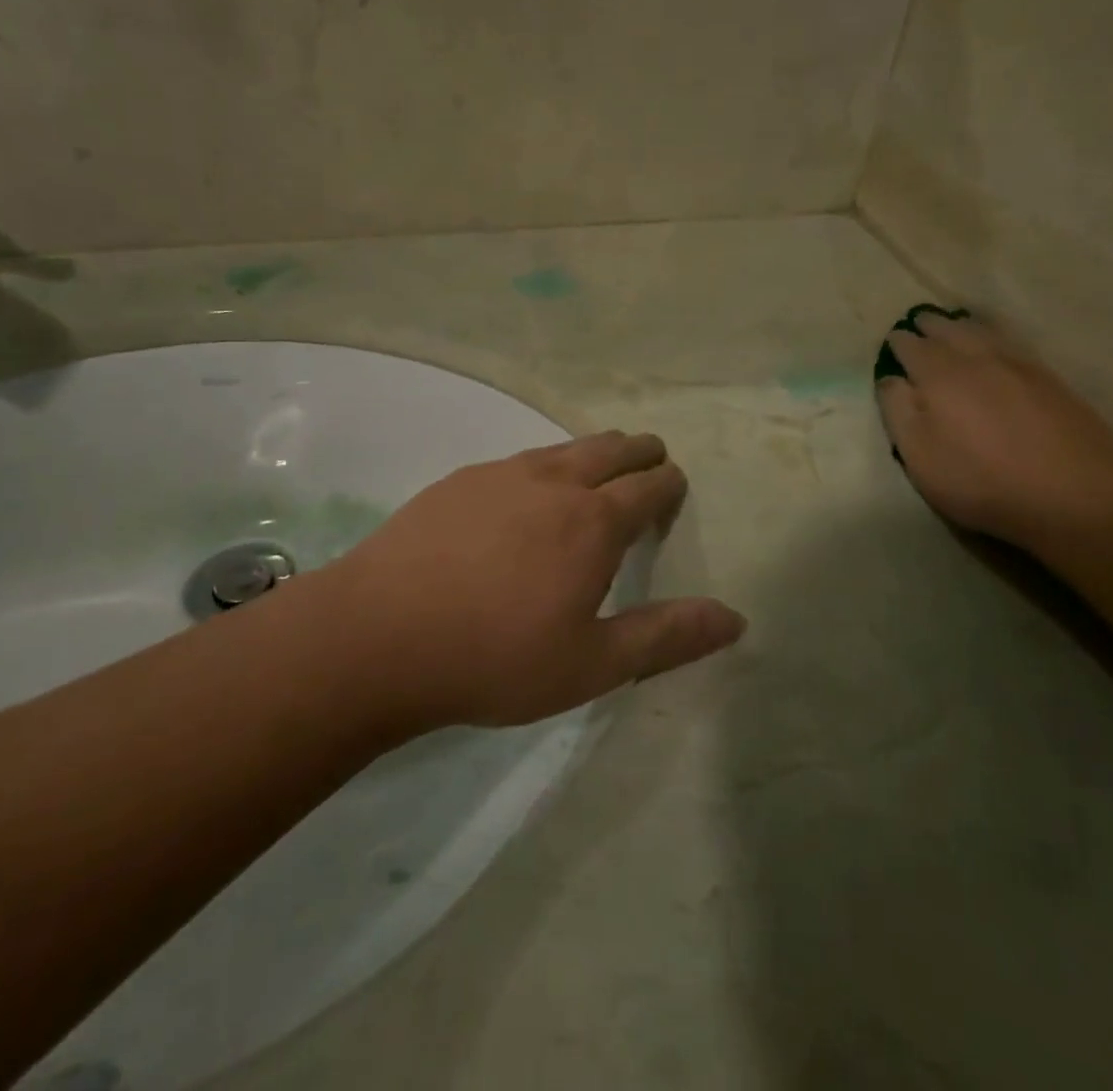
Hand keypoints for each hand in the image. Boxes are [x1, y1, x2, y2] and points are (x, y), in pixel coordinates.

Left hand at [301, 432, 745, 734]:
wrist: (378, 636)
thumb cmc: (495, 658)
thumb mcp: (592, 664)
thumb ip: (666, 636)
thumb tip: (734, 618)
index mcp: (594, 521)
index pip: (650, 486)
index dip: (669, 484)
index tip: (674, 488)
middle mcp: (554, 482)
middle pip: (612, 449)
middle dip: (640, 453)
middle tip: (650, 462)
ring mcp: (501, 474)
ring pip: (565, 447)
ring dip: (593, 453)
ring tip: (599, 468)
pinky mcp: (459, 480)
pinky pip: (520, 459)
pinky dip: (544, 465)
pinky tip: (526, 492)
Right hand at [876, 310, 1112, 553]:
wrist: (1076, 497)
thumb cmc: (982, 481)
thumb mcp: (920, 456)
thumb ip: (898, 411)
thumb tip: (890, 378)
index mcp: (939, 375)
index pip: (911, 346)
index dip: (898, 342)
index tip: (892, 342)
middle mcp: (978, 358)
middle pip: (949, 329)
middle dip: (930, 325)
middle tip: (920, 323)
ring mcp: (1020, 365)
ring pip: (984, 331)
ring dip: (963, 325)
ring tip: (955, 325)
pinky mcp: (1052, 379)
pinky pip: (1014, 342)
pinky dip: (996, 335)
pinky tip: (997, 344)